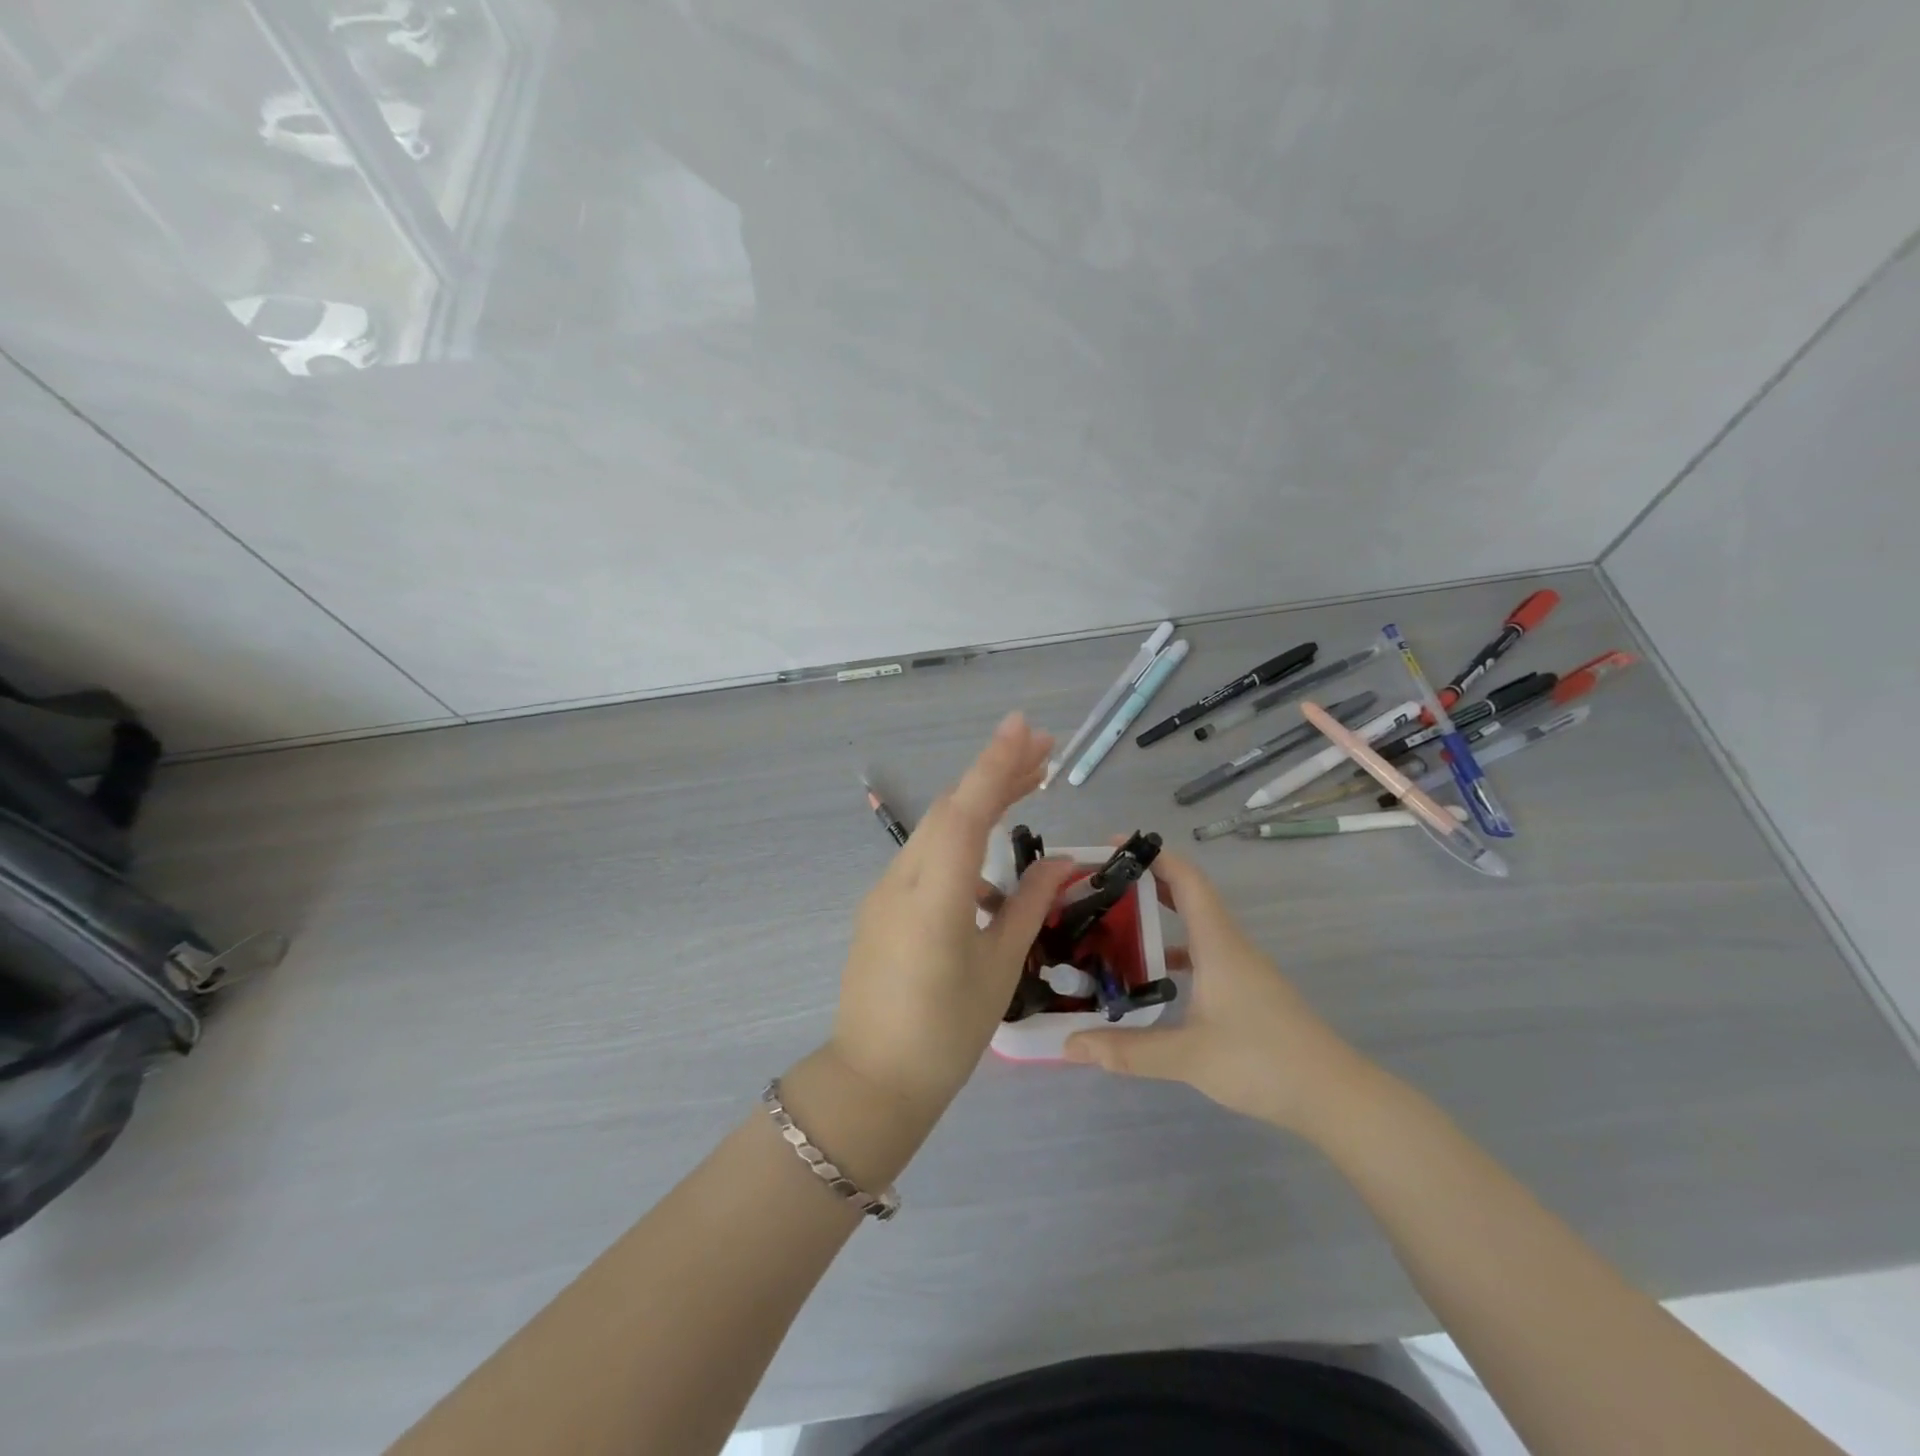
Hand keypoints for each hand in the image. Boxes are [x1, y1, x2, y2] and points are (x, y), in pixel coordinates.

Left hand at [829, 713, 1078, 1113]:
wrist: (874, 1079)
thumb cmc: (946, 1033)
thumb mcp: (998, 968)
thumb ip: (1028, 904)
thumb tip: (1062, 862)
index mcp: (933, 898)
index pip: (966, 812)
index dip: (995, 765)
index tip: (1024, 727)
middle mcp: (901, 880)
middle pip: (951, 809)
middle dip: (996, 773)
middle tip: (1045, 750)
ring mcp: (884, 890)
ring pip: (936, 829)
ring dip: (980, 804)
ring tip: (1031, 788)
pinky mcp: (881, 904)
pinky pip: (925, 857)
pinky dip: (961, 843)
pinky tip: (992, 870)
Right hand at [1062, 848, 1373, 1134]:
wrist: (1335, 1097)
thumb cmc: (1263, 1061)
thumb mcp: (1188, 1057)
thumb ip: (1127, 1050)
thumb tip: (1069, 1044)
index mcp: (1218, 943)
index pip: (1186, 879)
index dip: (1152, 856)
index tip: (1111, 846)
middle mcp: (1229, 945)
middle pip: (1187, 896)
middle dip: (1145, 883)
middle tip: (1099, 887)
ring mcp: (1241, 968)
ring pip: (1194, 928)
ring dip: (1158, 919)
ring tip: (1113, 928)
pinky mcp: (1246, 991)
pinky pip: (1202, 955)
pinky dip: (1173, 953)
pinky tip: (1150, 980)